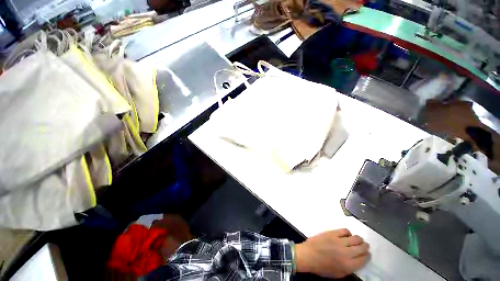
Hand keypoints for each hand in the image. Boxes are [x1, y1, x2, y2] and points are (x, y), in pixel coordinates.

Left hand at [295, 229, 369, 277]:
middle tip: (365, 246)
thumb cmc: (322, 267)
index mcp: (348, 265)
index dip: (367, 256)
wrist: (308, 255)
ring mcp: (339, 241)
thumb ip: (350, 268)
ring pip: (355, 238)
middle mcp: (346, 253)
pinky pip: (344, 230)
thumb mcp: (338, 273)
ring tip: (358, 240)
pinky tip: (347, 235)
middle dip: (365, 247)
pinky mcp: (332, 233)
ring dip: (359, 239)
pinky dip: (348, 232)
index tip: (367, 254)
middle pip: (361, 248)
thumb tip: (357, 261)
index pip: (364, 259)